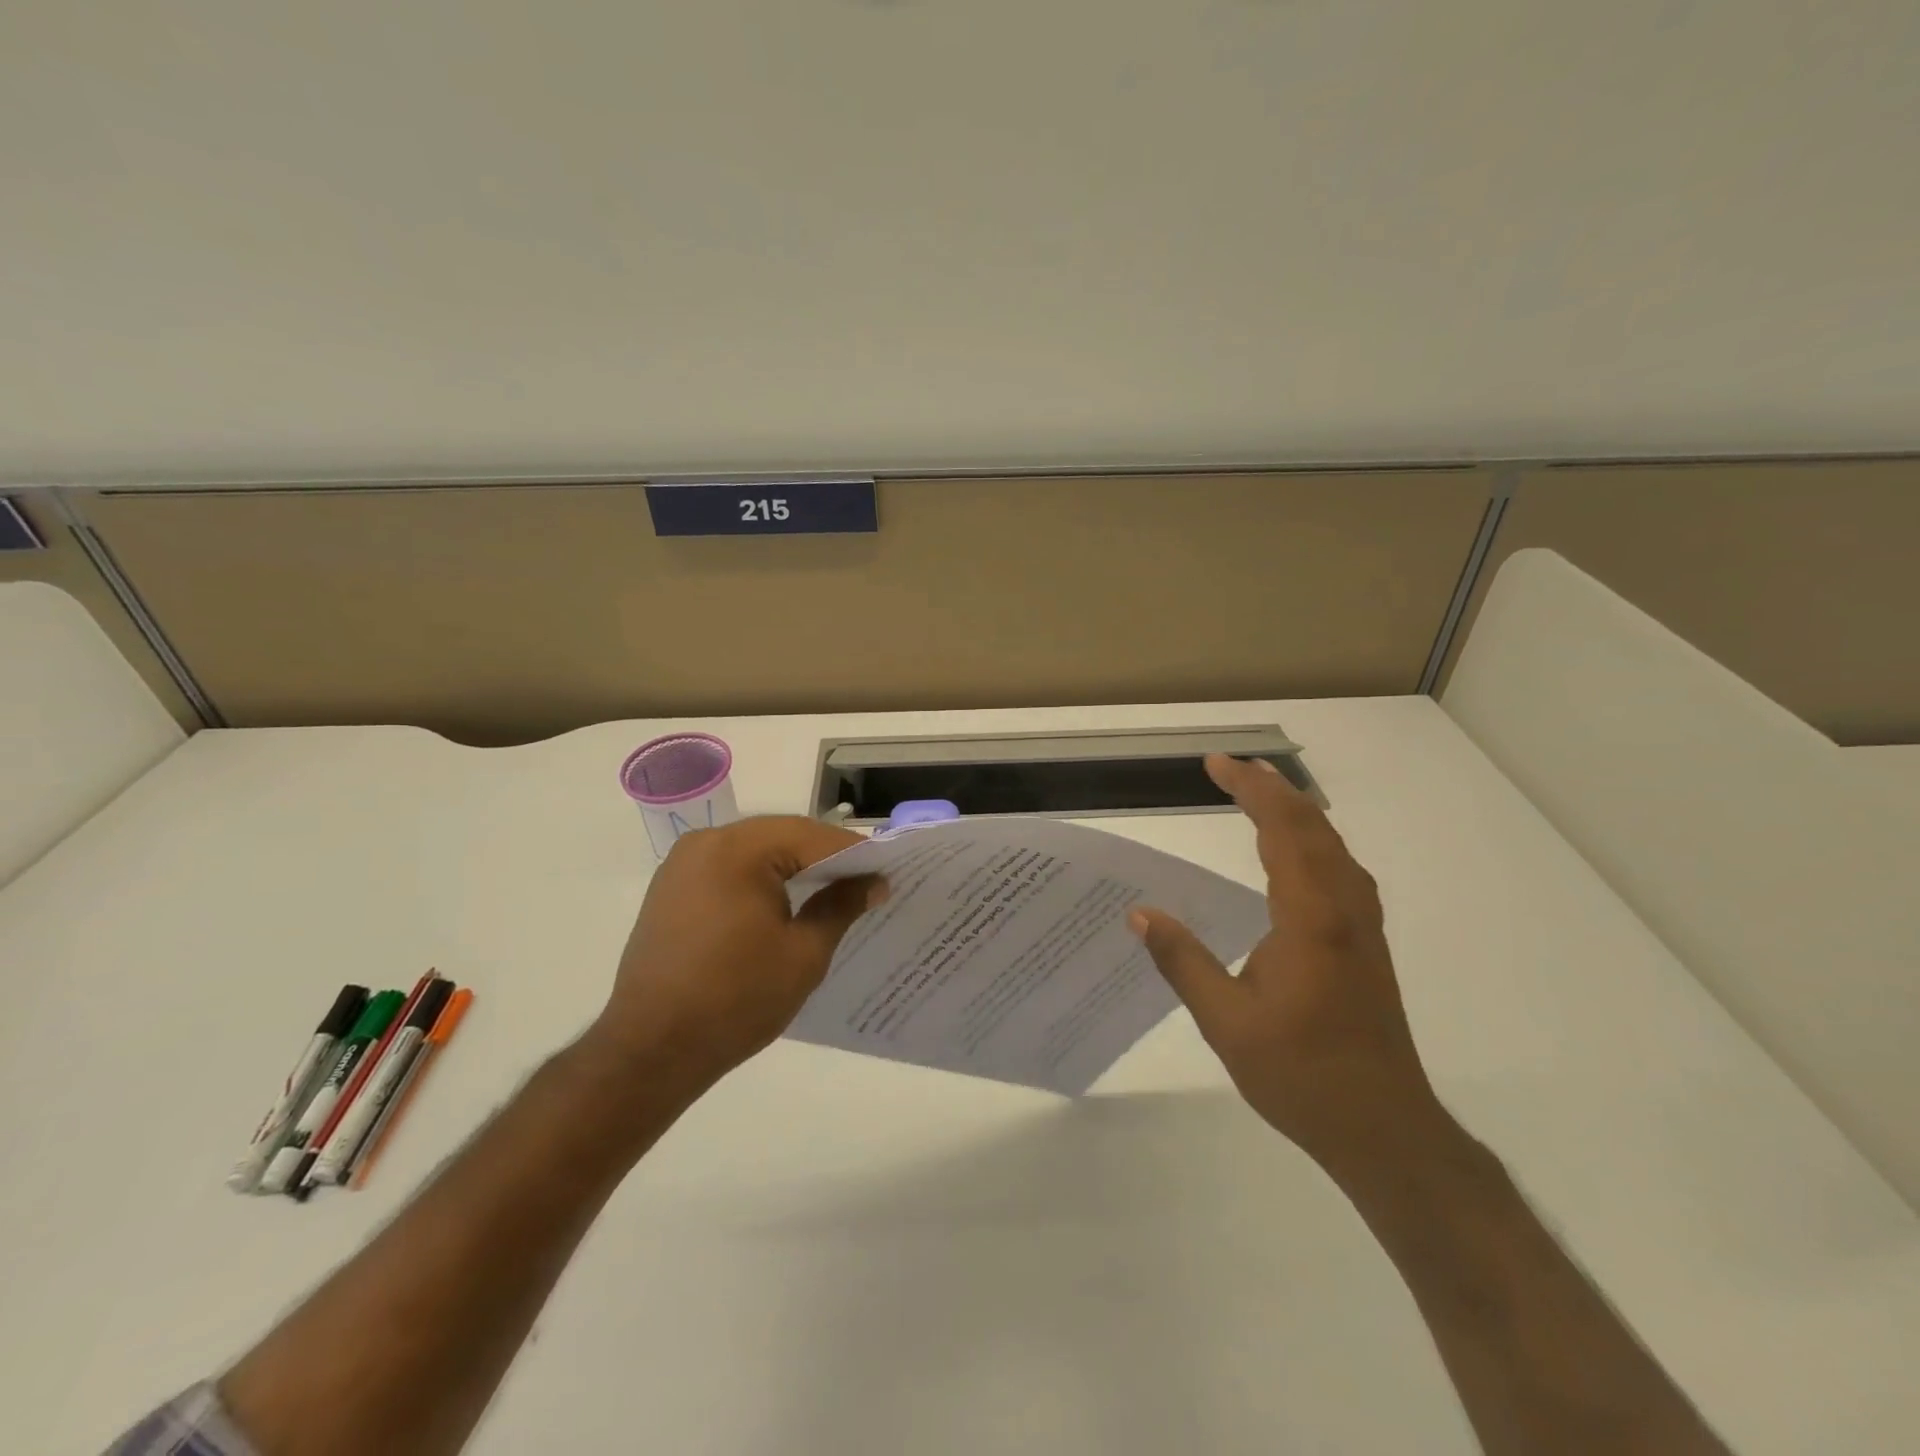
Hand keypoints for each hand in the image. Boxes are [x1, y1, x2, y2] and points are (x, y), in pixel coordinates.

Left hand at [585, 816, 885, 1096]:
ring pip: (755, 851)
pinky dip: (761, 880)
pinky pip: (729, 869)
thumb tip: (872, 882)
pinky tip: (784, 905)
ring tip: (831, 893)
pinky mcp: (671, 889)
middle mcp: (706, 842)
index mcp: (738, 849)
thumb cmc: (736, 999)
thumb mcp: (804, 954)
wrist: (650, 1051)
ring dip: (793, 868)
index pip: (812, 837)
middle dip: (824, 858)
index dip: (854, 854)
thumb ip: (840, 907)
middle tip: (864, 883)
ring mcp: (682, 864)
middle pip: (782, 837)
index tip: (886, 874)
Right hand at [1129, 754, 1442, 1173]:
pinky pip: (1340, 868)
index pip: (1282, 830)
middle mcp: (1343, 909)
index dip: (1250, 789)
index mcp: (1311, 918)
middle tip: (1229, 767)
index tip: (1215, 764)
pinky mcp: (1367, 943)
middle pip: (1313, 826)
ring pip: (1333, 845)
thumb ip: (1183, 961)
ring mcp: (1362, 926)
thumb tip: (1140, 914)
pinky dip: (1312, 839)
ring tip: (1259, 793)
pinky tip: (1295, 853)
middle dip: (1271, 788)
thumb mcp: (1227, 1022)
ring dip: (1296, 810)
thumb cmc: (1302, 1074)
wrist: (1385, 1128)